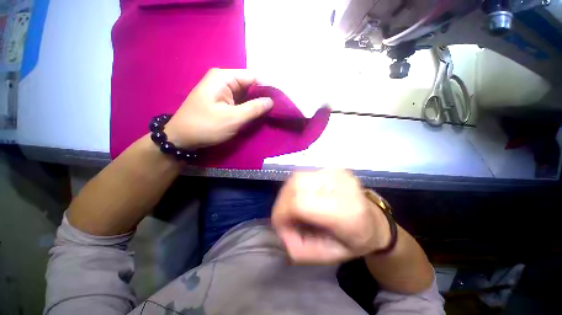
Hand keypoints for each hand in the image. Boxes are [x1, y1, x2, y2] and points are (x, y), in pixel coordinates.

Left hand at [165, 68, 273, 148]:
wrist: (182, 138)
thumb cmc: (206, 126)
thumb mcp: (233, 118)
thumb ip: (254, 108)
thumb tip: (271, 101)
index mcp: (224, 77)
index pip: (253, 77)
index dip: (267, 87)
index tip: (279, 100)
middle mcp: (223, 79)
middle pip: (250, 84)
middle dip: (262, 96)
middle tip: (276, 109)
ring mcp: (222, 90)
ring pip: (246, 93)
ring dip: (256, 103)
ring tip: (270, 112)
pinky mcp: (222, 100)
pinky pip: (240, 101)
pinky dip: (249, 107)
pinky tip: (257, 114)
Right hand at [272, 169, 390, 264]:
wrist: (375, 221)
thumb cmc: (354, 241)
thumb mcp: (326, 257)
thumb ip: (297, 249)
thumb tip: (280, 229)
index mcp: (346, 212)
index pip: (300, 203)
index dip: (282, 214)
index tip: (280, 226)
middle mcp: (342, 185)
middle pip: (296, 185)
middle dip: (282, 204)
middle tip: (285, 218)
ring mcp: (337, 172)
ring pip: (297, 178)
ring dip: (288, 194)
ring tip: (293, 208)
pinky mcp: (332, 168)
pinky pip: (303, 175)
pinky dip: (296, 188)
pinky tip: (302, 197)